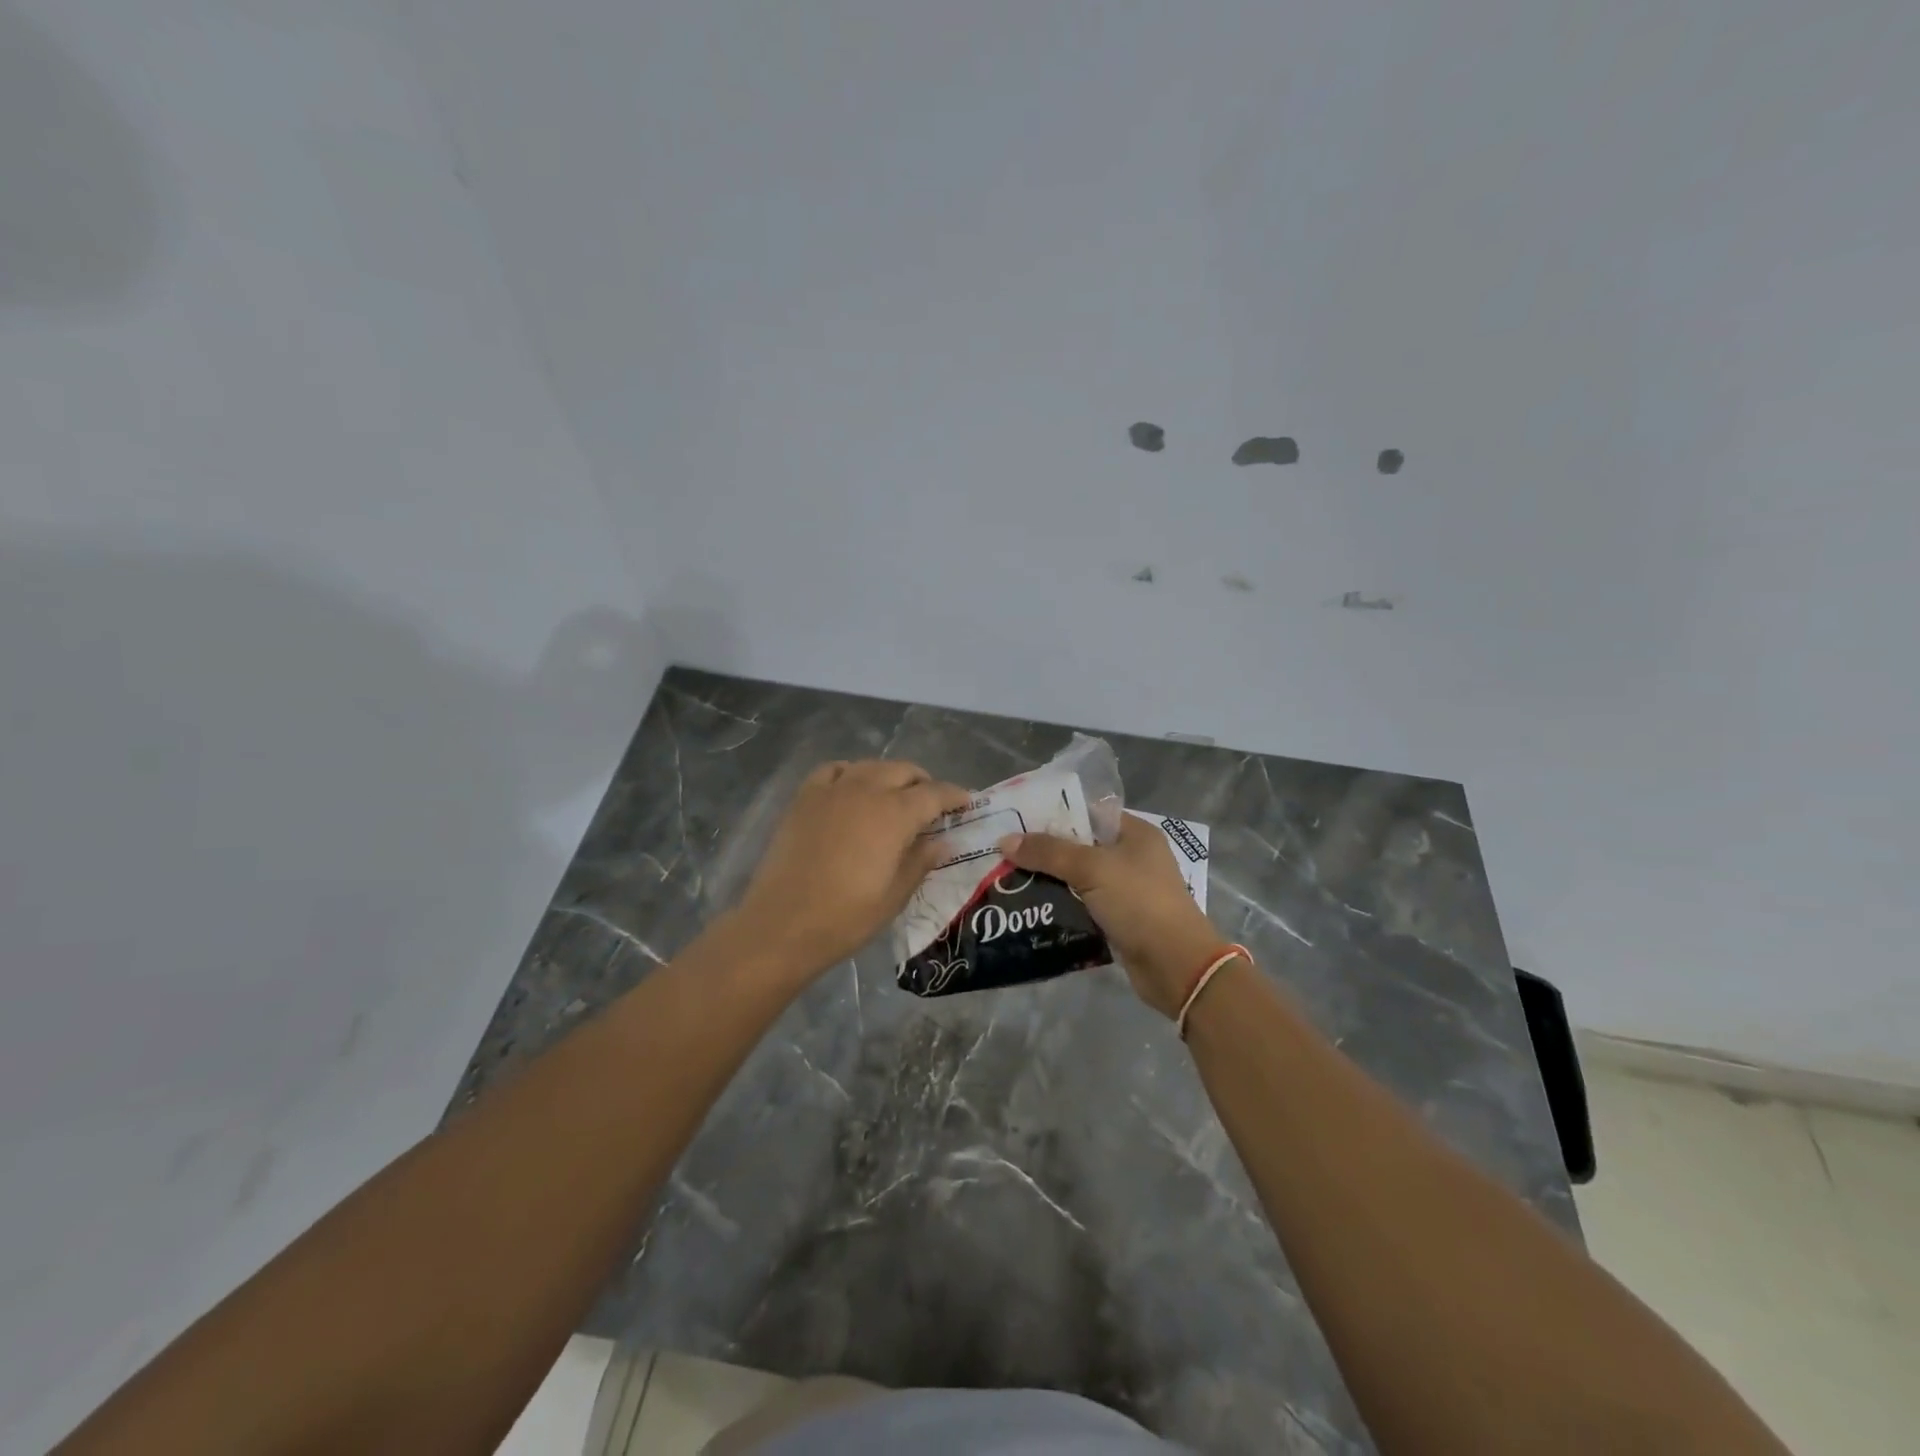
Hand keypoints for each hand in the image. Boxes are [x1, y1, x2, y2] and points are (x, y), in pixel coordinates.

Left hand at [732, 759, 970, 977]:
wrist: (782, 925)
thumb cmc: (846, 917)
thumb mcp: (895, 895)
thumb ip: (921, 861)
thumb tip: (943, 841)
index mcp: (894, 814)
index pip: (934, 793)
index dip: (954, 796)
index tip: (966, 803)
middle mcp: (866, 790)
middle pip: (903, 771)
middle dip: (923, 783)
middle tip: (931, 805)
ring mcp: (832, 790)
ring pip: (870, 766)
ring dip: (890, 776)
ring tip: (894, 796)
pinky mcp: (804, 798)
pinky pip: (834, 770)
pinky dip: (851, 773)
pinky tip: (853, 790)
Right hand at [998, 816, 1227, 1017]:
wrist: (1175, 965)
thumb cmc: (1139, 903)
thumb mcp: (1092, 869)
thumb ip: (1048, 852)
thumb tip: (1006, 840)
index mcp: (1135, 834)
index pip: (1088, 813)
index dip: (1054, 814)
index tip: (1017, 819)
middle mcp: (1132, 857)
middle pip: (1079, 846)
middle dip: (1044, 851)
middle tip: (1004, 851)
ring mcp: (1126, 891)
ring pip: (1078, 879)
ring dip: (1049, 881)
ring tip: (1008, 879)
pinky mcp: (1118, 920)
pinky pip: (1082, 906)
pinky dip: (1060, 907)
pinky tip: (1030, 908)